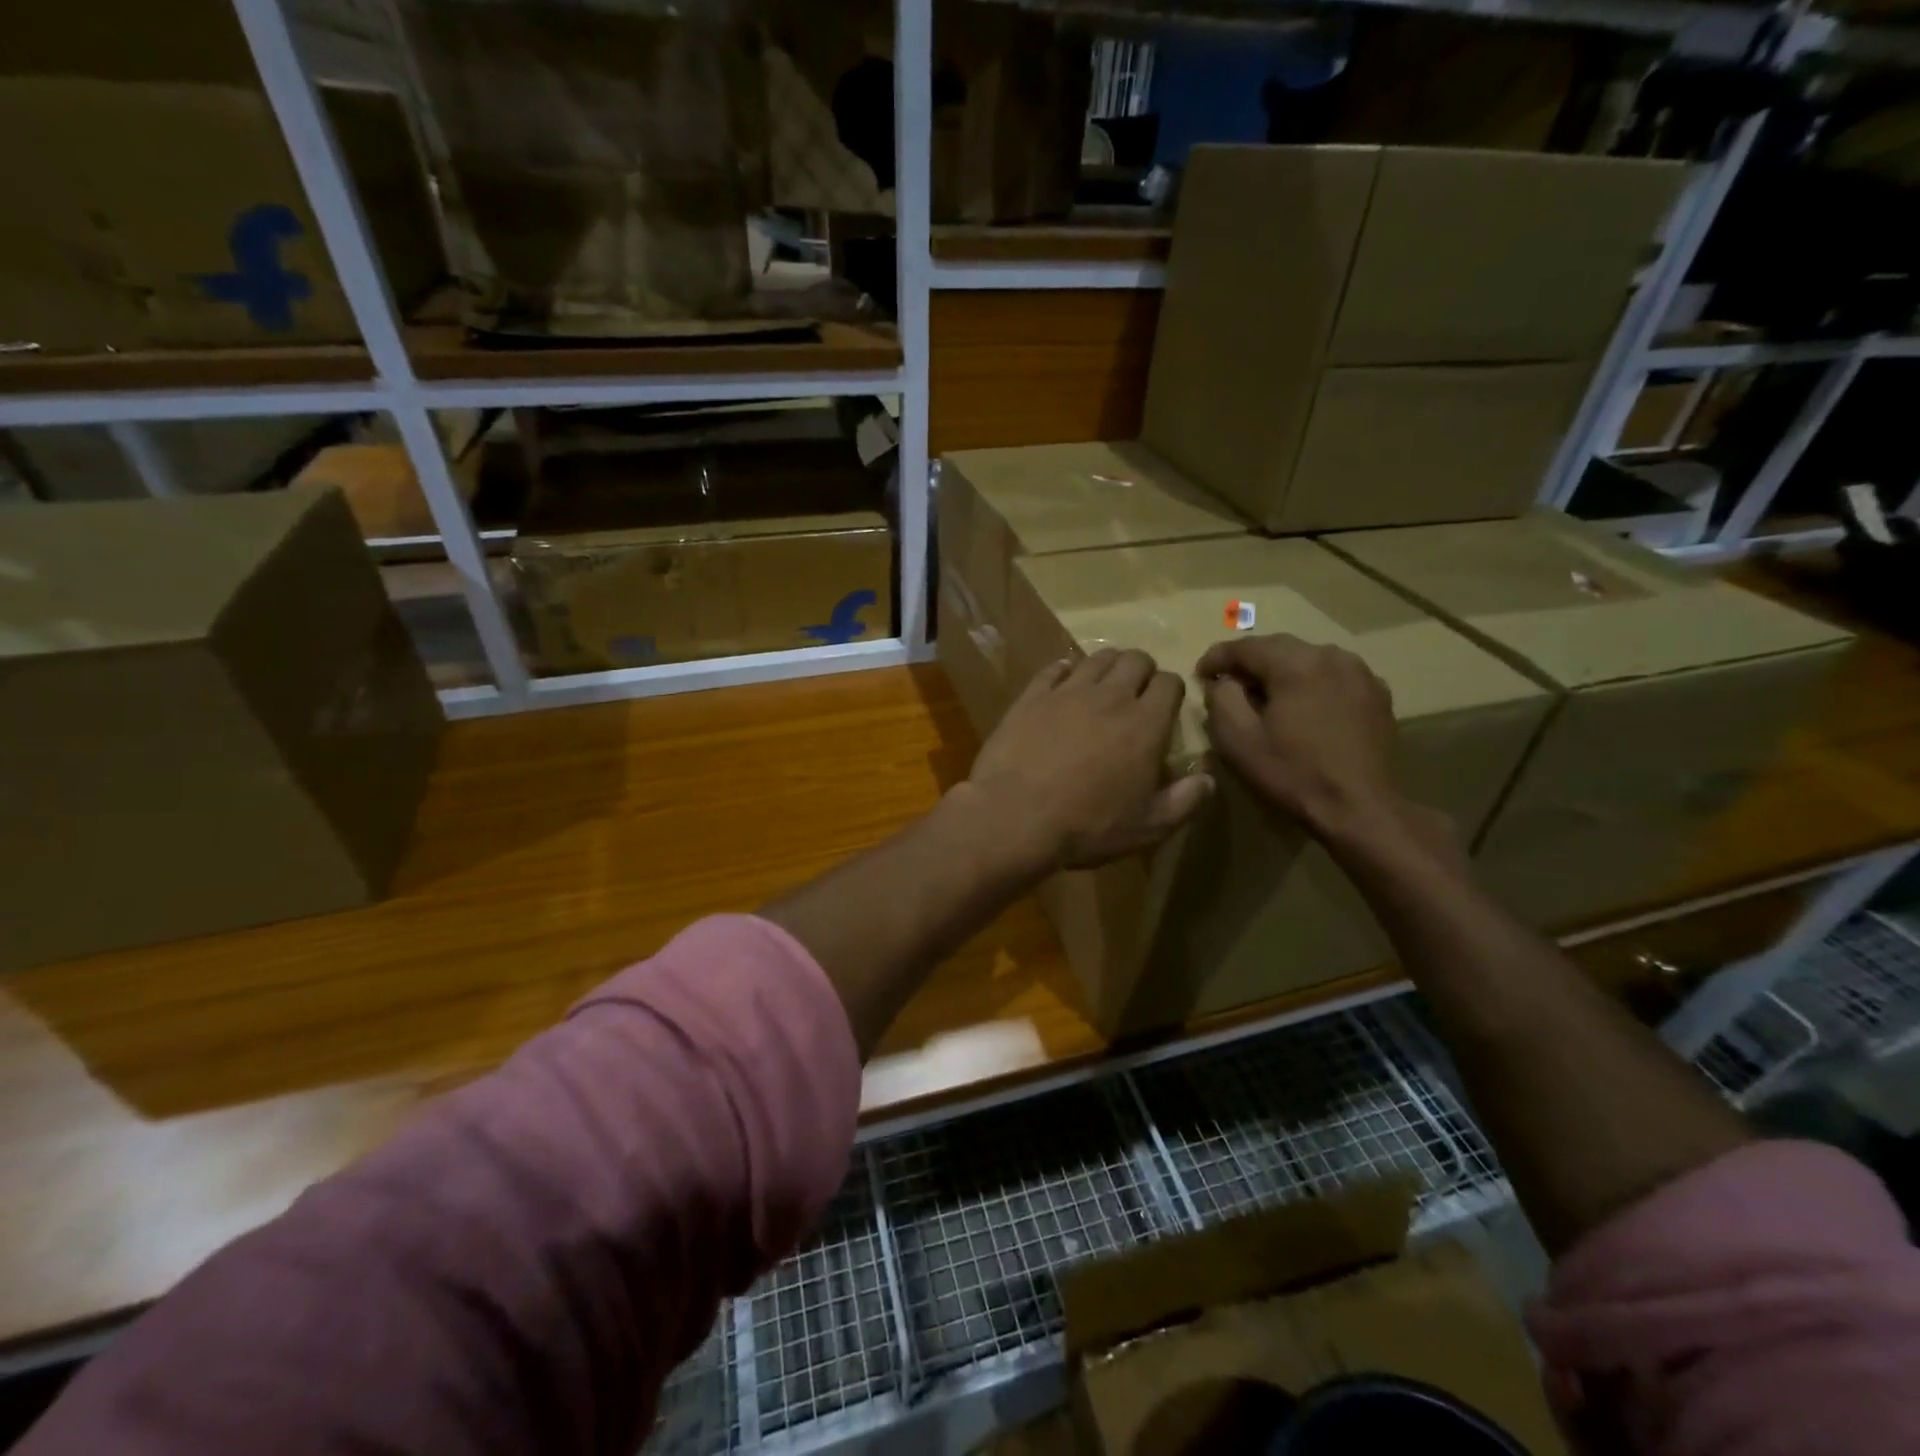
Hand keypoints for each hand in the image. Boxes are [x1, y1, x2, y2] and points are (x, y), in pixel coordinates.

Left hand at [964, 649, 1213, 871]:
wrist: (1015, 817)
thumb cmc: (1087, 826)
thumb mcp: (1147, 827)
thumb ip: (1184, 801)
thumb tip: (1208, 779)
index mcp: (1145, 723)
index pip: (1170, 683)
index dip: (1172, 691)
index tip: (1165, 709)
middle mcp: (1110, 696)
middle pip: (1135, 659)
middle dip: (1142, 671)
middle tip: (1136, 694)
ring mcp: (1067, 692)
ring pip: (1097, 658)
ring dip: (1107, 666)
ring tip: (1103, 687)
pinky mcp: (1031, 696)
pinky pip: (1053, 668)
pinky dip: (1064, 671)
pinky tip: (1063, 684)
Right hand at [1197, 634, 1407, 840]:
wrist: (1360, 808)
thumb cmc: (1293, 773)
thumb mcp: (1238, 739)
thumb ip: (1222, 699)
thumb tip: (1224, 681)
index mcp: (1296, 664)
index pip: (1246, 646)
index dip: (1217, 657)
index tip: (1200, 673)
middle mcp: (1332, 656)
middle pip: (1280, 647)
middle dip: (1250, 662)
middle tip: (1228, 683)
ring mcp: (1361, 673)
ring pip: (1309, 659)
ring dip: (1282, 671)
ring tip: (1265, 695)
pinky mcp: (1377, 694)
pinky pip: (1333, 676)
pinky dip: (1311, 684)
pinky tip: (1303, 708)